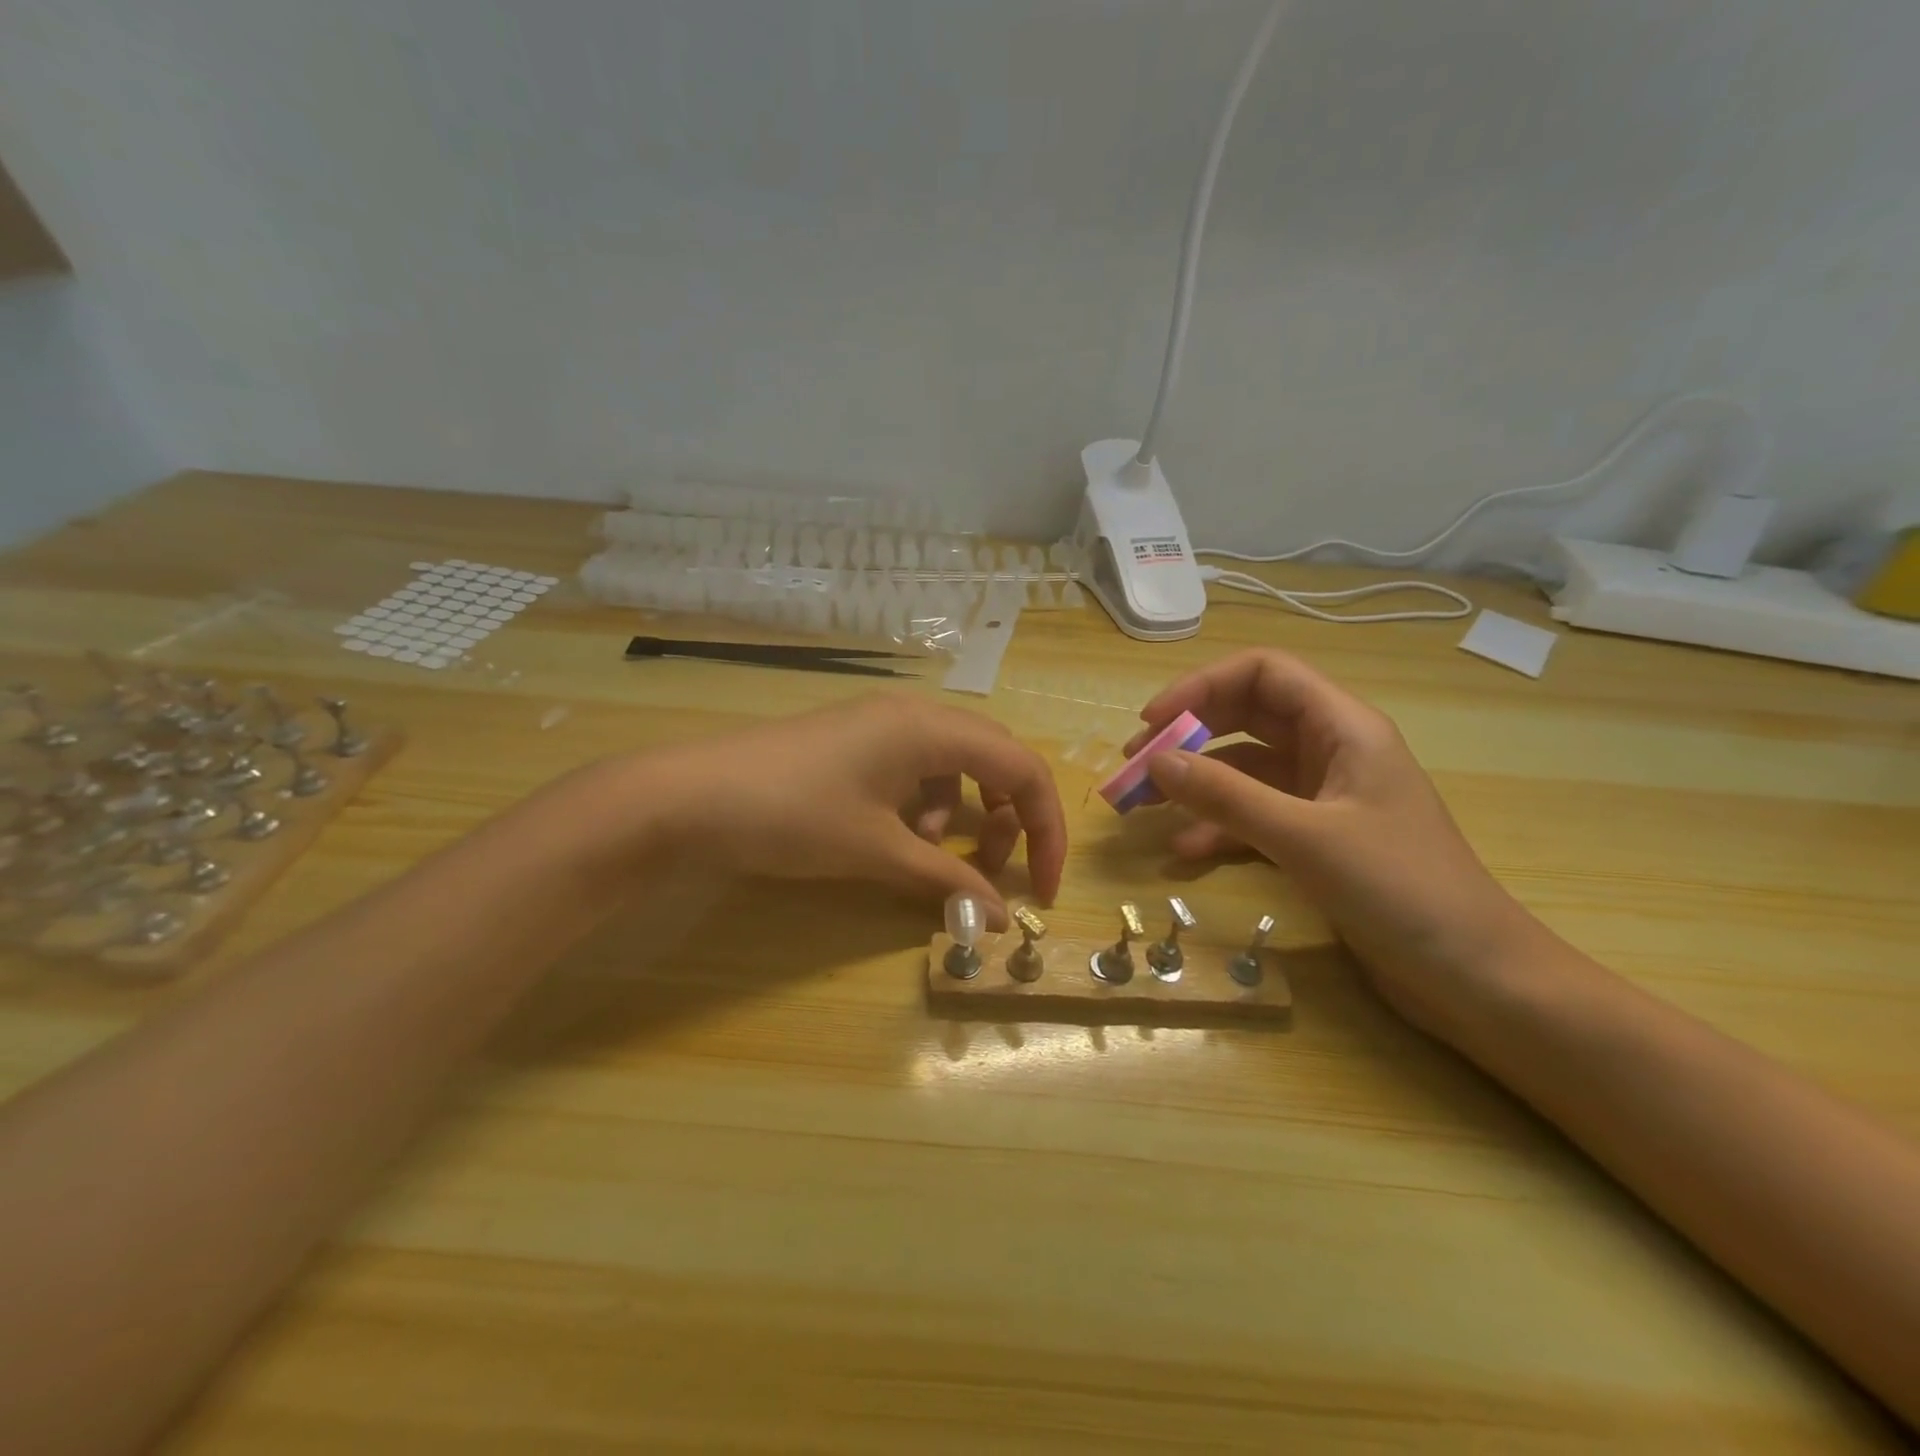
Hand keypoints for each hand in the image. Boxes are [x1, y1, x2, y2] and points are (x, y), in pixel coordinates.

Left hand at [645, 695, 1066, 926]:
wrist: (689, 797)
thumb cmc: (792, 816)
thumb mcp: (876, 851)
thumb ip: (946, 879)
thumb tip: (1001, 919)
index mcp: (930, 728)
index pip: (1021, 768)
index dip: (1044, 828)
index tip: (1040, 888)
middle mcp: (915, 714)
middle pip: (994, 759)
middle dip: (1007, 817)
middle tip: (994, 868)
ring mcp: (882, 724)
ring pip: (954, 765)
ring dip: (962, 813)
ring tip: (930, 857)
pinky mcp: (856, 741)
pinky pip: (916, 768)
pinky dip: (923, 805)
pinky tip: (894, 837)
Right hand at [1125, 650, 1541, 1033]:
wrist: (1477, 978)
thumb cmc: (1402, 891)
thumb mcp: (1305, 838)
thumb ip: (1226, 796)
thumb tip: (1155, 761)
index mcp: (1343, 727)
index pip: (1263, 673)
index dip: (1202, 686)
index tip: (1153, 722)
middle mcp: (1332, 750)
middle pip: (1247, 717)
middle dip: (1189, 734)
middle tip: (1135, 764)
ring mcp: (1325, 796)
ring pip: (1245, 769)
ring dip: (1196, 782)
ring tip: (1144, 806)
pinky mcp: (1318, 838)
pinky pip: (1255, 815)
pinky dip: (1219, 826)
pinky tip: (1185, 851)